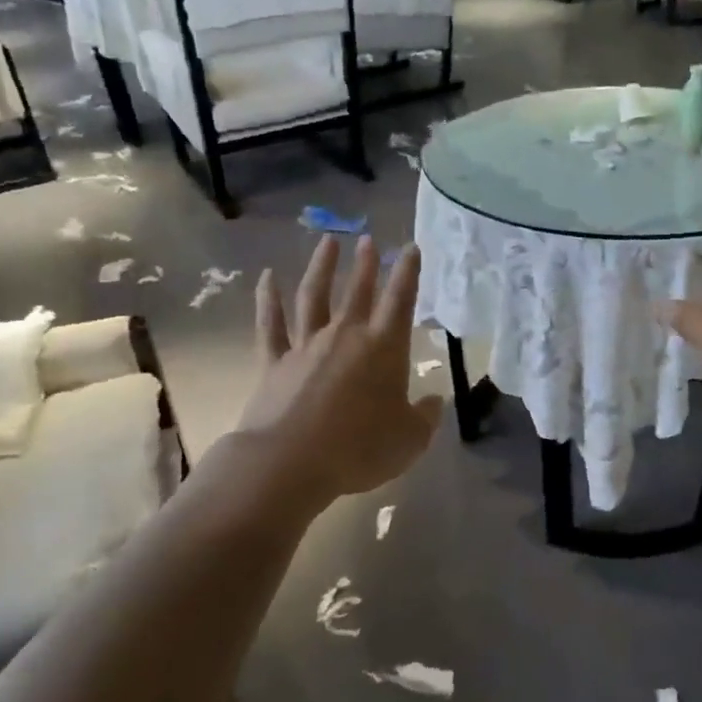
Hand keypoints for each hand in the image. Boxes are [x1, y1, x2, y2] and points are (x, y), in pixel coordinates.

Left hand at [238, 235, 443, 503]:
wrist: (292, 462)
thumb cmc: (360, 449)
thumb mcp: (410, 440)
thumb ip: (425, 417)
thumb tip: (434, 402)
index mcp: (384, 348)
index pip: (401, 301)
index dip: (408, 273)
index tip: (411, 247)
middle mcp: (345, 336)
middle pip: (358, 291)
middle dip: (366, 263)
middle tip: (367, 239)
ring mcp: (306, 345)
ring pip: (314, 296)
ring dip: (322, 267)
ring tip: (328, 242)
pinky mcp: (273, 362)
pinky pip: (270, 323)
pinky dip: (268, 298)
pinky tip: (267, 276)